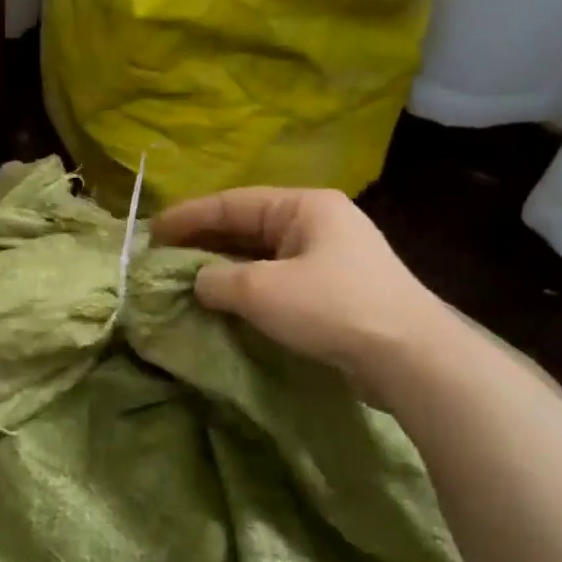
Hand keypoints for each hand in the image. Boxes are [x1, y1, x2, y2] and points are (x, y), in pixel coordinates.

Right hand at [151, 186, 454, 388]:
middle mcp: (318, 223)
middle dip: (203, 242)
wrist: (410, 357)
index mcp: (304, 206)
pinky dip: (246, 287)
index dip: (188, 217)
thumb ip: (216, 280)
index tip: (151, 232)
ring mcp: (330, 257)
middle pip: (246, 226)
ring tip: (185, 279)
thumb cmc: (332, 307)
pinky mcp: (334, 290)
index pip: (232, 203)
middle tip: (163, 257)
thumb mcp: (261, 290)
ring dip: (223, 267)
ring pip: (261, 255)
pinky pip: (277, 279)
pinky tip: (224, 301)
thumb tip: (197, 283)